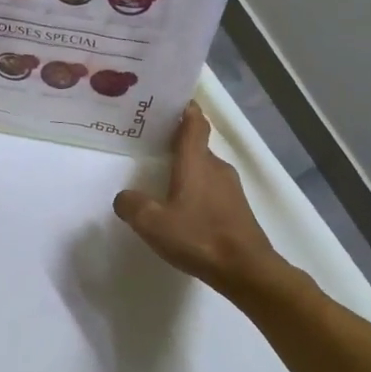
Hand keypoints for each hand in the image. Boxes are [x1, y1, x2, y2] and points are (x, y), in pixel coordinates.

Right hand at [113, 101, 284, 295]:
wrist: (246, 269)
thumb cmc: (199, 237)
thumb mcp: (153, 223)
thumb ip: (132, 206)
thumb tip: (124, 198)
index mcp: (197, 162)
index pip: (194, 124)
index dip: (185, 110)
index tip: (172, 101)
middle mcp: (216, 168)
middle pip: (198, 146)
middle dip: (178, 142)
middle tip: (153, 144)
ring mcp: (231, 189)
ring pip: (205, 170)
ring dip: (187, 169)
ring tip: (164, 179)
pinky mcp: (237, 209)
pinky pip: (212, 190)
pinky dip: (197, 191)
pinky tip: (183, 209)